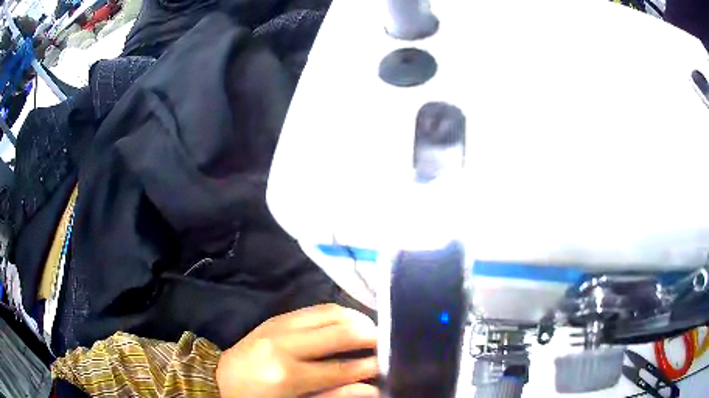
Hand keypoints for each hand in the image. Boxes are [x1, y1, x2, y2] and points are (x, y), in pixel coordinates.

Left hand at [216, 304, 379, 397]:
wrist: (222, 379)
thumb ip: (335, 396)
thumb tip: (372, 389)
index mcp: (288, 375)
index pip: (342, 367)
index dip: (370, 365)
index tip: (389, 363)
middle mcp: (285, 344)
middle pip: (340, 331)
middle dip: (370, 335)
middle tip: (386, 342)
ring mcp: (279, 325)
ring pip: (330, 312)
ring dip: (357, 319)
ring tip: (371, 330)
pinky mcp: (276, 317)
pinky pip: (315, 308)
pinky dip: (338, 313)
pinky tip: (348, 321)